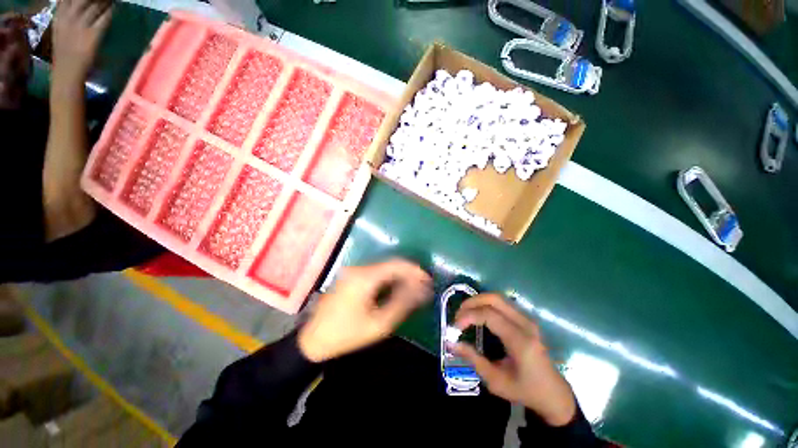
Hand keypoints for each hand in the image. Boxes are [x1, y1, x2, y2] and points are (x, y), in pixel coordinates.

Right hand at [52, 0, 111, 85]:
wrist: (67, 71)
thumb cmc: (63, 51)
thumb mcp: (58, 26)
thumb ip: (63, 11)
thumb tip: (70, 1)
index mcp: (59, 14)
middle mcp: (69, 16)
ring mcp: (81, 25)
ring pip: (96, 4)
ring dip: (105, 1)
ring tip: (110, 0)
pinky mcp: (93, 34)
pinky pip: (104, 17)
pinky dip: (110, 11)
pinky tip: (113, 8)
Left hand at [298, 259, 431, 362]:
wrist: (313, 341)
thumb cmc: (347, 335)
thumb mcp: (378, 324)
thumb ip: (402, 304)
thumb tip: (421, 291)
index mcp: (364, 277)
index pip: (396, 264)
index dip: (414, 270)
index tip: (428, 280)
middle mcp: (358, 269)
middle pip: (390, 265)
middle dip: (408, 274)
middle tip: (423, 286)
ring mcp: (353, 272)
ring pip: (383, 268)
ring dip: (399, 276)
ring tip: (413, 289)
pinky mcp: (350, 277)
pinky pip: (375, 273)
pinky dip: (388, 279)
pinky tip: (396, 288)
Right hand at [453, 294, 576, 425]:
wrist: (553, 393)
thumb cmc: (525, 390)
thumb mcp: (495, 380)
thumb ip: (473, 359)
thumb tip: (451, 343)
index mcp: (520, 341)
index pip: (489, 315)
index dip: (468, 316)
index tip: (455, 327)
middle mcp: (525, 324)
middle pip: (494, 299)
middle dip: (472, 302)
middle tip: (458, 314)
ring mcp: (527, 319)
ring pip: (498, 297)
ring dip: (478, 301)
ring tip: (465, 313)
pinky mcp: (526, 319)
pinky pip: (503, 303)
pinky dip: (486, 304)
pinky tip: (479, 314)